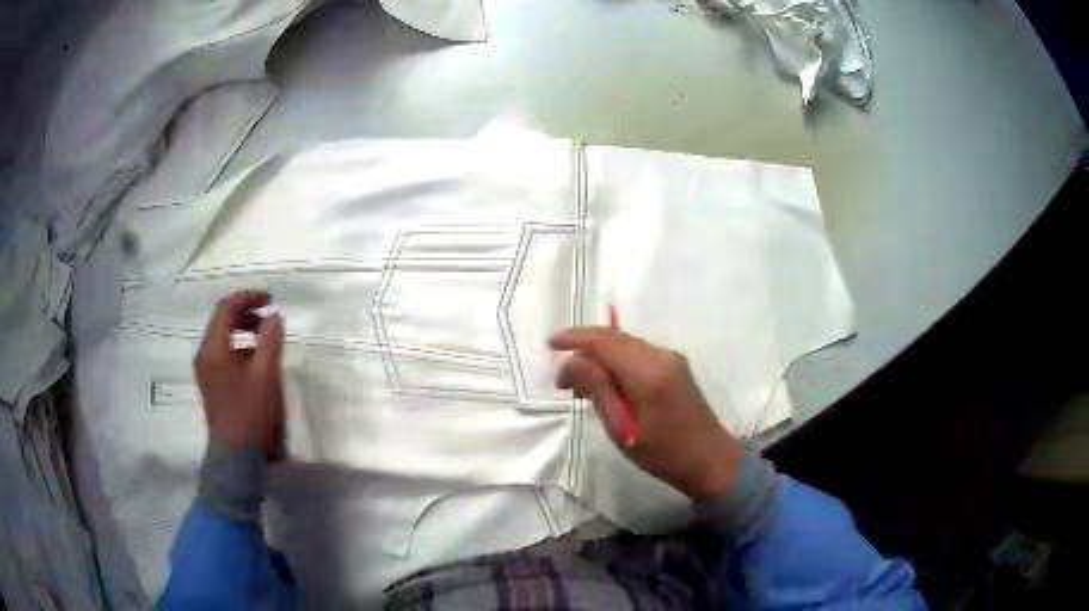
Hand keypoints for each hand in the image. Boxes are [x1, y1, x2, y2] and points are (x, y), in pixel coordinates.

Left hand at [194, 290, 285, 459]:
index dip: (248, 298)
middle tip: (270, 316)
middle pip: (222, 321)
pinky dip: (240, 348)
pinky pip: (224, 355)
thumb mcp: (265, 375)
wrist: (236, 456)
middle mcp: (205, 356)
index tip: (270, 300)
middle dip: (246, 313)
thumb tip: (274, 318)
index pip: (226, 308)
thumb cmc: (249, 413)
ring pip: (223, 338)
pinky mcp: (213, 386)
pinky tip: (257, 361)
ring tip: (267, 337)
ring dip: (244, 330)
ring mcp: (207, 372)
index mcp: (213, 349)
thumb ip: (270, 340)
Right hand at [551, 327, 744, 499]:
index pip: (604, 342)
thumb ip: (597, 390)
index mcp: (648, 372)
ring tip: (577, 385)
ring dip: (599, 355)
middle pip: (614, 337)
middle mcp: (661, 355)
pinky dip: (615, 361)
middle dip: (583, 348)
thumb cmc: (664, 454)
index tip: (549, 345)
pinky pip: (637, 353)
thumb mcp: (622, 429)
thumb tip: (572, 362)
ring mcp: (671, 358)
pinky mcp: (675, 366)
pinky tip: (604, 383)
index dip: (574, 339)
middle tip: (561, 378)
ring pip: (625, 344)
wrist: (711, 461)